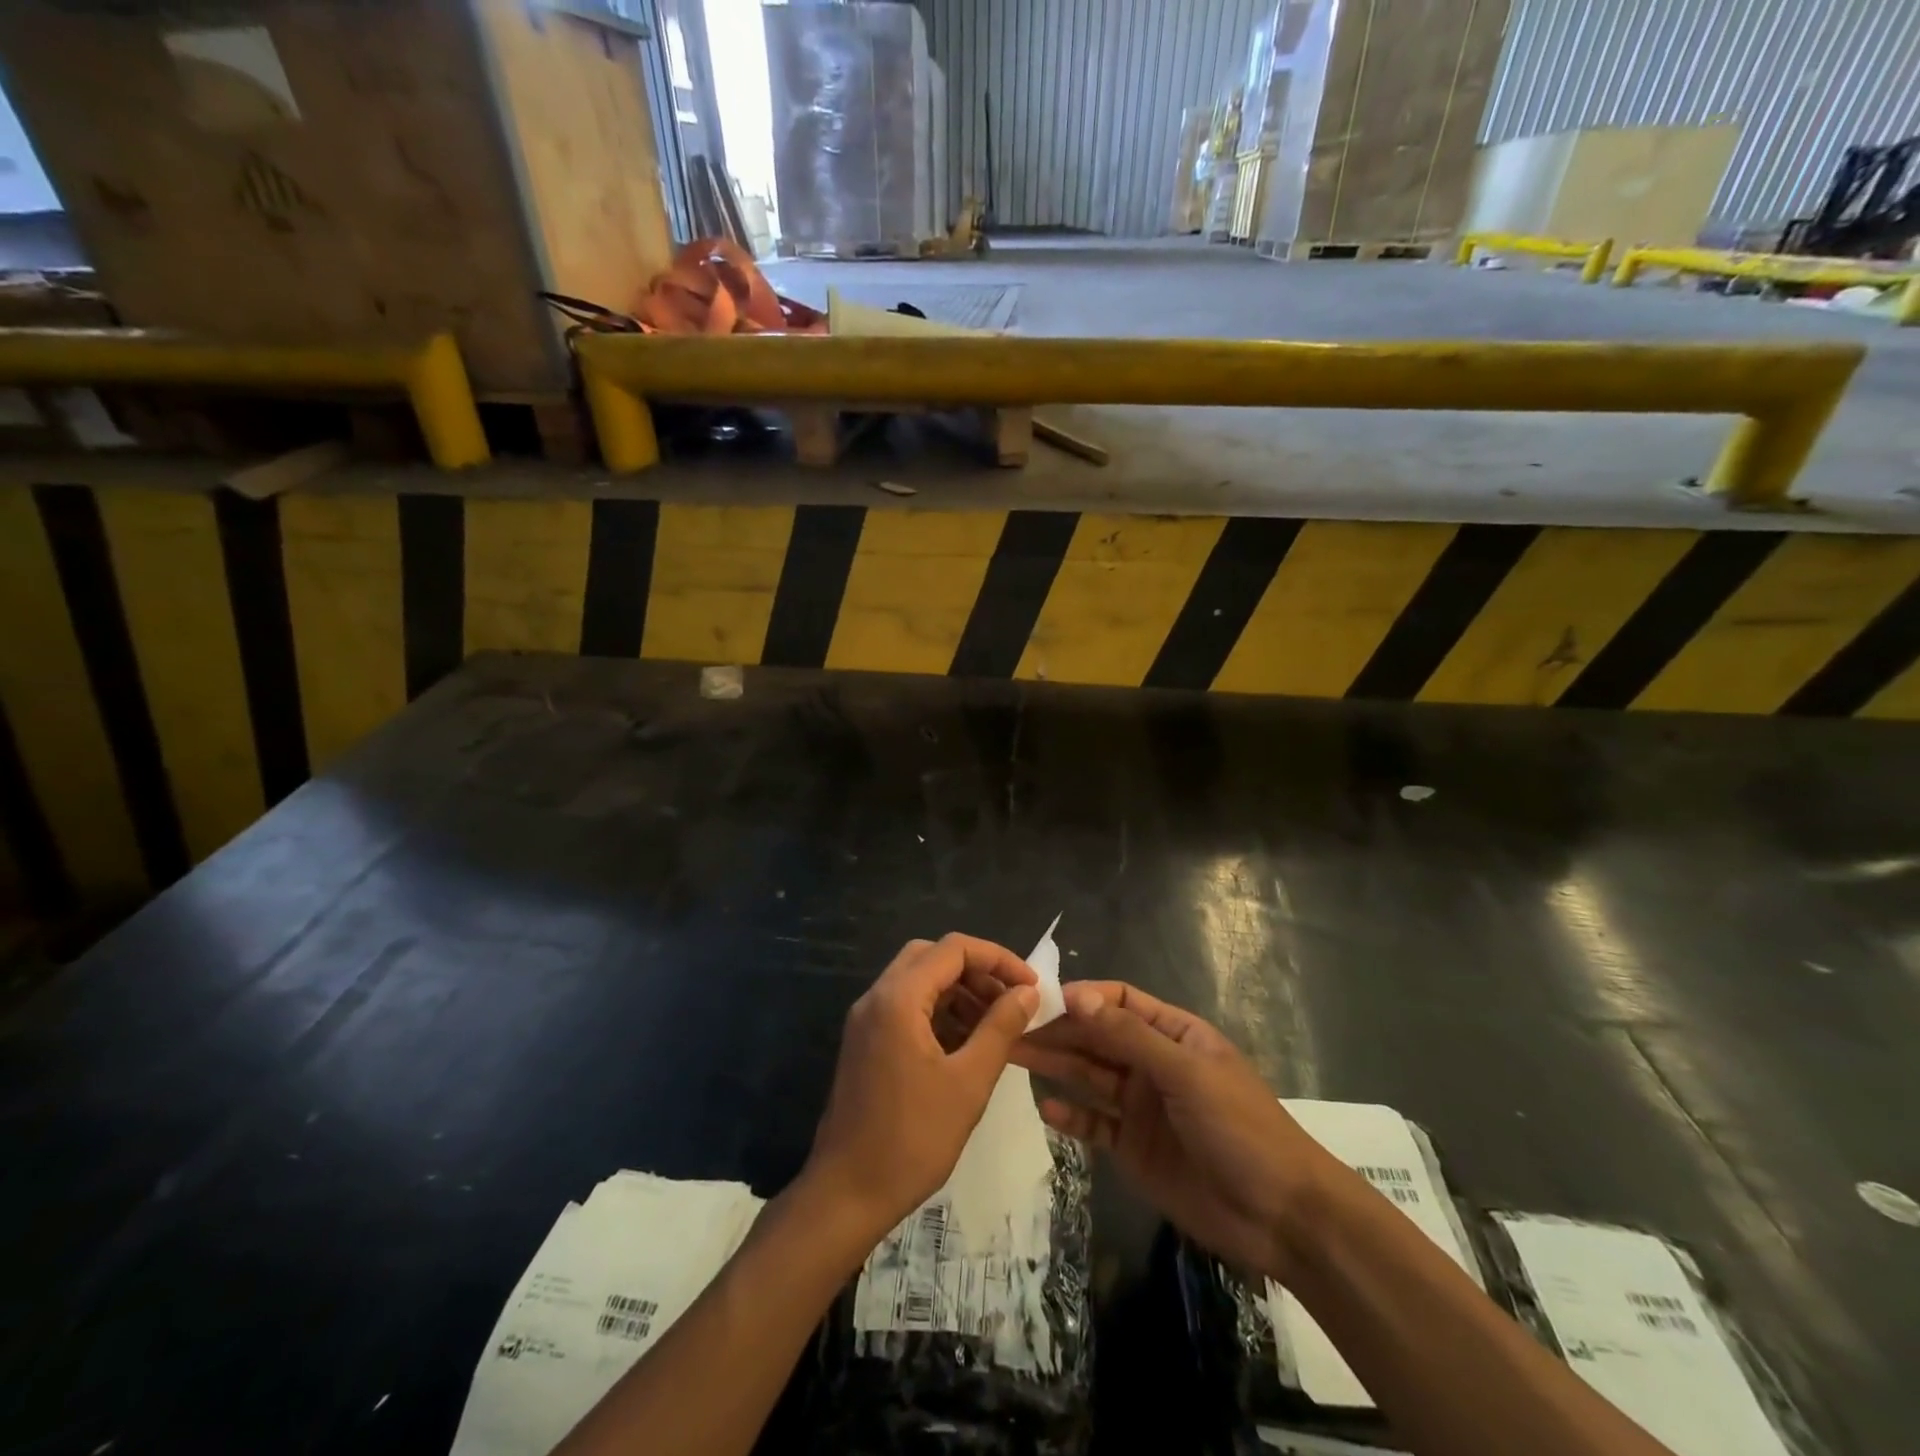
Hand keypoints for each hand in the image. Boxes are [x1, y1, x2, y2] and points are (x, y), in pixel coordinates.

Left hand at [805, 935, 1038, 1238]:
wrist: (846, 1194)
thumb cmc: (912, 1139)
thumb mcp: (969, 1082)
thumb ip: (1001, 1028)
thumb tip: (1027, 993)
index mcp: (898, 998)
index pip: (953, 948)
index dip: (997, 958)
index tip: (1030, 986)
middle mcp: (877, 997)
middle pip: (932, 956)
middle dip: (976, 971)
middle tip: (1010, 1000)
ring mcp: (866, 1020)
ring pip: (918, 980)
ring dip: (958, 991)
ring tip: (996, 1023)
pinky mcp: (865, 1042)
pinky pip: (906, 1007)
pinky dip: (938, 1011)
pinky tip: (966, 1042)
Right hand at [1016, 982, 1340, 1281]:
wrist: (1280, 1217)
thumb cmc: (1239, 1128)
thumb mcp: (1185, 1073)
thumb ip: (1129, 1036)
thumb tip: (1076, 995)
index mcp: (1173, 1034)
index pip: (1120, 1002)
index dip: (1083, 998)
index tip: (1043, 1001)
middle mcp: (1153, 1064)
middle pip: (1097, 1037)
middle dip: (1058, 1030)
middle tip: (1010, 1028)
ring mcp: (1142, 1107)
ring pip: (1090, 1076)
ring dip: (1055, 1065)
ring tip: (1013, 1055)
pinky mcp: (1134, 1148)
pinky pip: (1095, 1124)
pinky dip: (1072, 1117)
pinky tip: (1046, 1108)